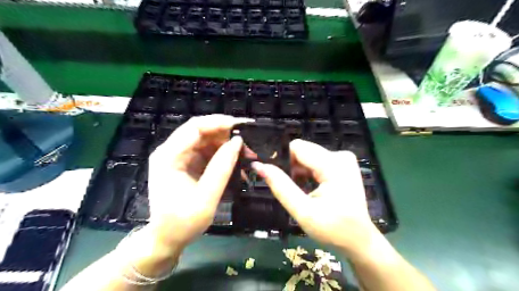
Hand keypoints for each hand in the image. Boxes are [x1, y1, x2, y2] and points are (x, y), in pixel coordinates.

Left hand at [147, 115, 249, 253]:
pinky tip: (236, 164)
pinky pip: (208, 152)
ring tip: (246, 156)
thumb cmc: (182, 223)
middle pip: (201, 132)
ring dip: (227, 146)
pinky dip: (223, 156)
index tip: (242, 127)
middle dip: (226, 135)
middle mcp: (171, 152)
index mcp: (169, 157)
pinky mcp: (187, 164)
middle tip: (248, 145)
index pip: (194, 128)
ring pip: (207, 141)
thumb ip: (221, 168)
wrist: (167, 239)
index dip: (218, 123)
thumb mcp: (206, 197)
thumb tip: (237, 142)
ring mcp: (179, 157)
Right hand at [254, 139, 380, 254]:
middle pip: (303, 151)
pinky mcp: (344, 163)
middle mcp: (341, 155)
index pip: (297, 147)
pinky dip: (310, 172)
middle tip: (298, 190)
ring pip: (309, 155)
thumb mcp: (303, 211)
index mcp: (333, 165)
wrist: (358, 239)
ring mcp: (344, 158)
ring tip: (306, 191)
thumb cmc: (332, 229)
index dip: (286, 163)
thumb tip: (259, 166)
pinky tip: (314, 187)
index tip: (286, 182)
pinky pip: (317, 160)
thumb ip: (280, 186)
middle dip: (295, 169)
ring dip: (302, 171)